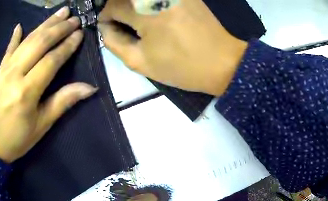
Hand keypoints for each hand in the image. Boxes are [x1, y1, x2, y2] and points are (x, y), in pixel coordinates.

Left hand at [0, 7, 96, 162]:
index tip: (80, 33)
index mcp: (27, 92)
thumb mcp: (40, 126)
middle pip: (40, 43)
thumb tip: (89, 88)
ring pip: (27, 40)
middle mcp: (15, 75)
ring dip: (45, 24)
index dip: (67, 45)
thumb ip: (62, 102)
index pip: (51, 60)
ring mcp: (4, 70)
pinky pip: (8, 49)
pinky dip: (15, 36)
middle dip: (59, 28)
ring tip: (61, 11)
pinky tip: (20, 26)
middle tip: (75, 18)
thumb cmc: (16, 140)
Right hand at [97, 0, 247, 95]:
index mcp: (146, 11)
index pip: (112, 5)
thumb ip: (115, 42)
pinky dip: (148, 3)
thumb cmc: (181, 66)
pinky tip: (152, 14)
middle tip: (122, 25)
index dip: (106, 17)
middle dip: (117, 8)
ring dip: (132, 5)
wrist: (222, 62)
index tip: (109, 28)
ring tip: (136, 21)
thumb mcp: (139, 61)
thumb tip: (105, 27)